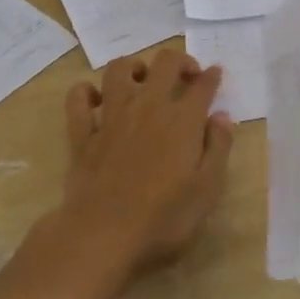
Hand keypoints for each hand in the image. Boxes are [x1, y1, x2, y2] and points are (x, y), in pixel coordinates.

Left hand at [61, 48, 234, 275]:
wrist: (103, 236)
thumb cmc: (164, 218)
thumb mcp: (208, 189)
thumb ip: (218, 147)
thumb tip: (221, 116)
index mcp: (183, 120)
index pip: (202, 85)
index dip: (212, 76)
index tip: (216, 74)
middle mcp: (148, 107)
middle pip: (164, 64)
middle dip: (180, 61)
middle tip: (186, 76)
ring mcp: (111, 117)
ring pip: (119, 69)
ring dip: (134, 66)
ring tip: (143, 80)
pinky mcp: (82, 134)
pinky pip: (78, 98)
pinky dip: (86, 91)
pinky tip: (96, 99)